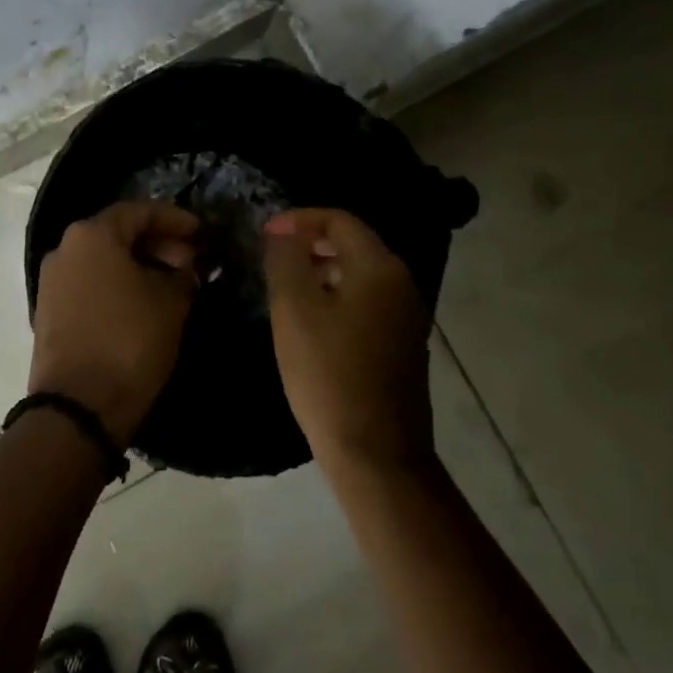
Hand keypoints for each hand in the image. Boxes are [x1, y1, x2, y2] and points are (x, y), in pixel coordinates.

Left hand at [30, 201, 200, 443]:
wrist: (78, 407)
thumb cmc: (129, 341)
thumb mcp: (171, 303)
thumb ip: (183, 275)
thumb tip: (186, 268)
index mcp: (92, 235)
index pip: (140, 211)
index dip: (175, 219)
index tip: (202, 233)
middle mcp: (65, 249)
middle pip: (118, 233)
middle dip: (158, 243)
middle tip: (191, 261)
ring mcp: (52, 281)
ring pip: (102, 259)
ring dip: (138, 265)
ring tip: (172, 284)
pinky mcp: (48, 311)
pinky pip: (89, 283)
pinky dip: (117, 285)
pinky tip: (143, 303)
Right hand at [263, 208, 434, 476]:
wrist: (376, 452)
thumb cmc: (329, 374)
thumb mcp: (295, 310)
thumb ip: (287, 260)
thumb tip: (283, 230)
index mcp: (379, 268)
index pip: (340, 220)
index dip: (299, 219)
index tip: (265, 233)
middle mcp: (401, 284)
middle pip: (354, 243)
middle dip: (311, 241)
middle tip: (273, 254)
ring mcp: (406, 317)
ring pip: (361, 274)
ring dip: (323, 269)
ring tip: (286, 285)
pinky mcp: (403, 345)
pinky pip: (368, 302)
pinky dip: (338, 295)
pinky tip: (312, 320)